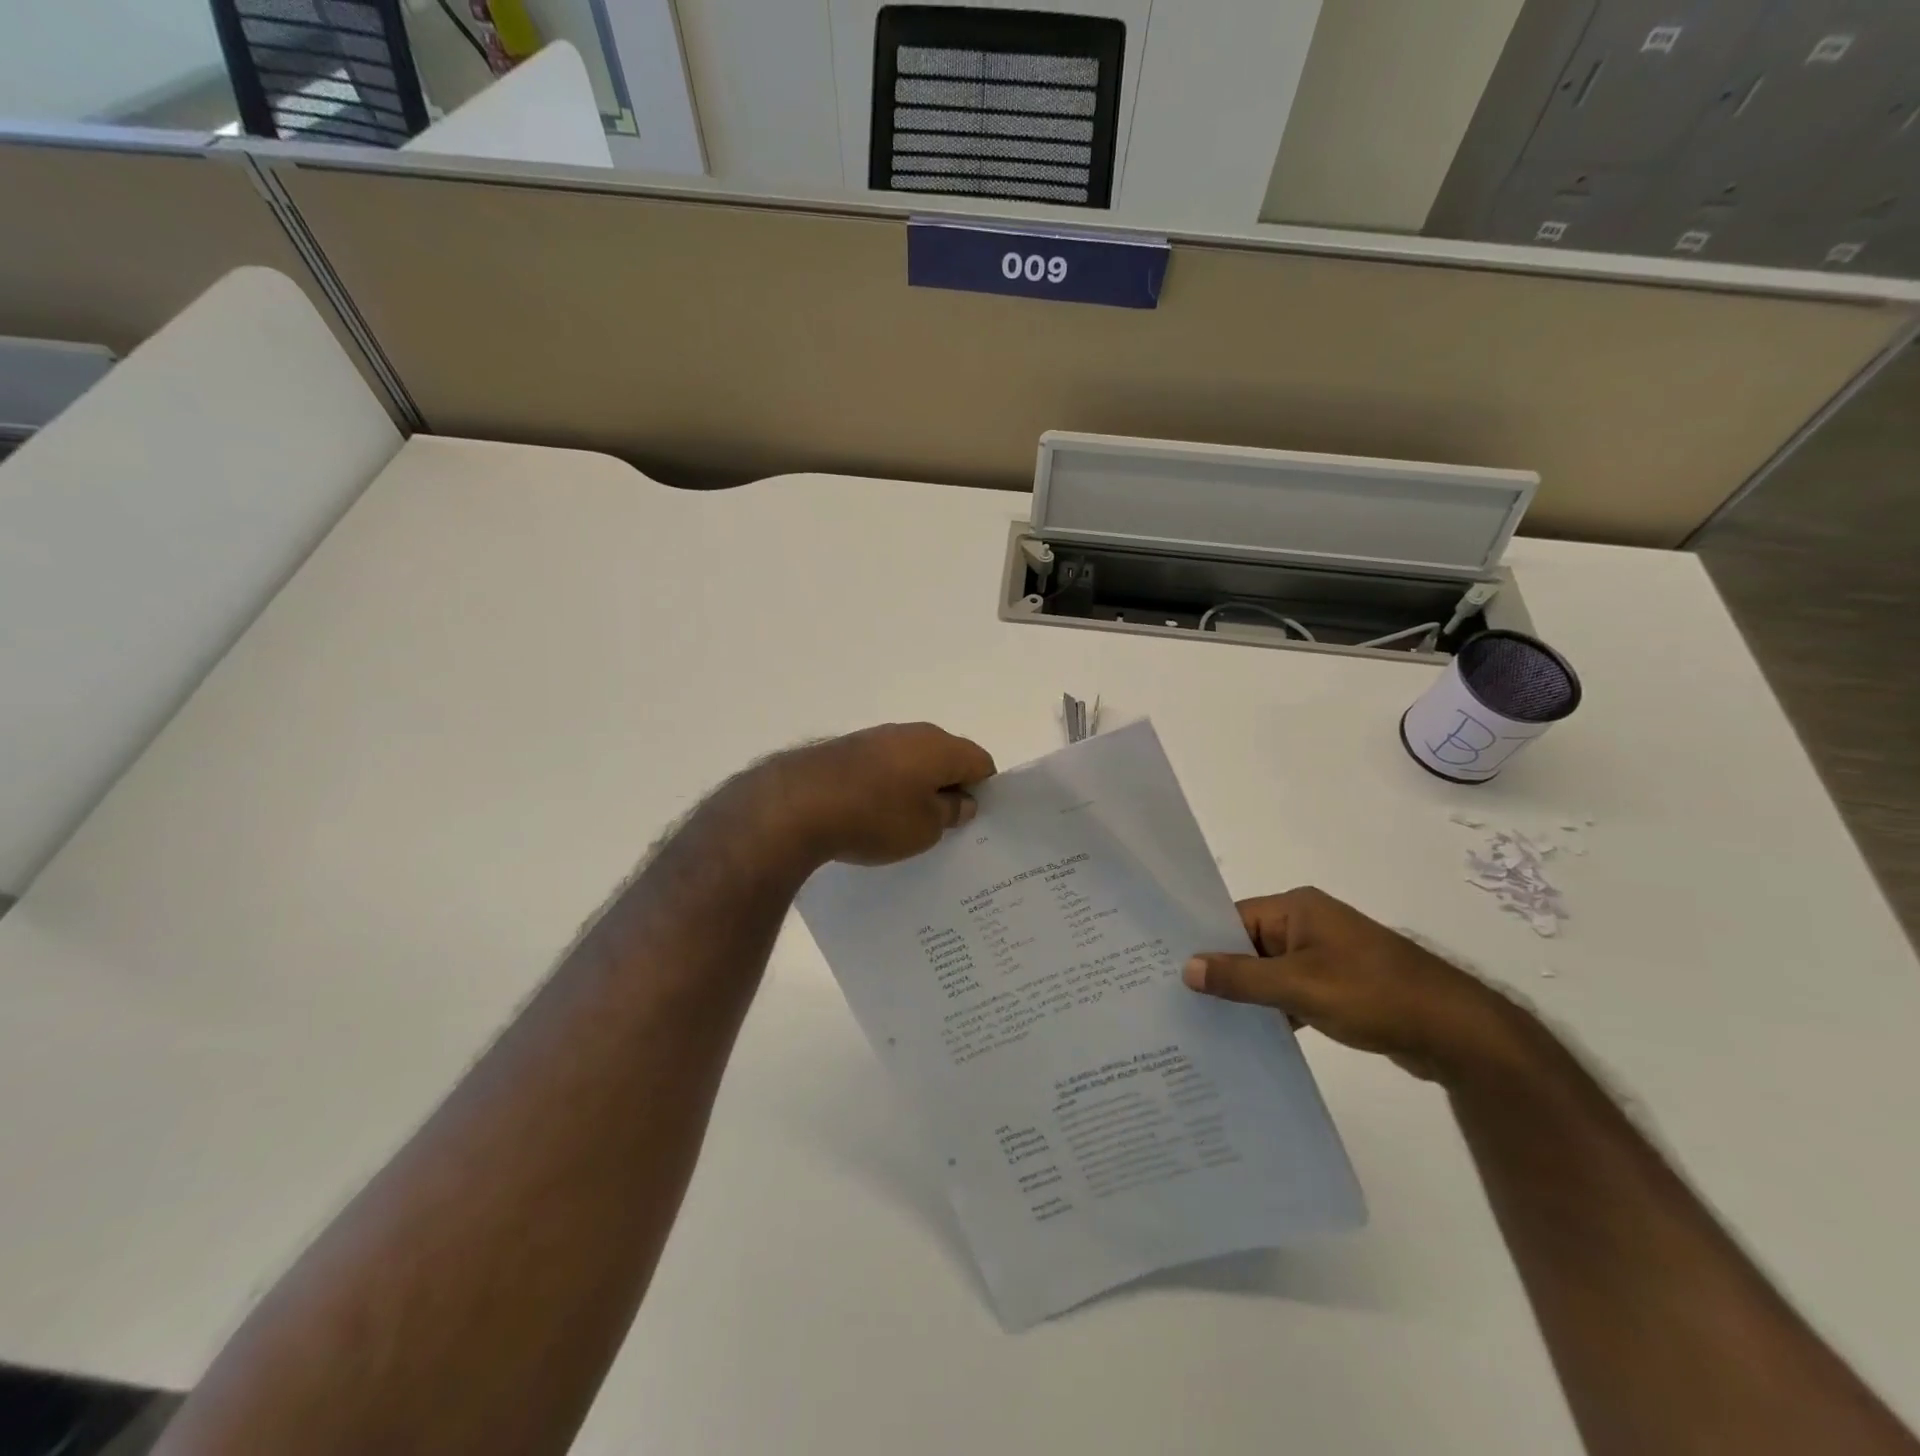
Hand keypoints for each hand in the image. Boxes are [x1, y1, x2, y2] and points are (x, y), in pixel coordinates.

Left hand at [761, 722, 996, 866]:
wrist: (796, 804)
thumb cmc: (875, 816)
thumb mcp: (925, 828)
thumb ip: (950, 812)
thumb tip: (961, 801)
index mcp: (941, 746)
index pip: (981, 762)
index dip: (983, 791)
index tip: (970, 820)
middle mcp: (911, 733)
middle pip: (945, 759)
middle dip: (948, 788)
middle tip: (941, 826)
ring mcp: (875, 737)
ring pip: (910, 762)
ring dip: (913, 788)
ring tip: (902, 825)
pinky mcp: (846, 749)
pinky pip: (880, 768)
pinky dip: (883, 788)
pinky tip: (869, 816)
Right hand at [1183, 887, 1518, 1082]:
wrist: (1458, 1033)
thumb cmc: (1374, 994)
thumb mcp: (1299, 986)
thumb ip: (1241, 977)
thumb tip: (1187, 968)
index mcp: (1297, 909)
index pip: (1234, 919)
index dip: (1203, 943)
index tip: (1167, 970)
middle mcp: (1308, 924)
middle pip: (1249, 945)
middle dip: (1221, 973)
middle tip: (1178, 1001)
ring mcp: (1326, 956)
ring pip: (1270, 972)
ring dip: (1248, 996)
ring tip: (1205, 1023)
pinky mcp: (1340, 986)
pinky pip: (1292, 992)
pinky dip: (1275, 1011)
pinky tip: (1250, 1038)